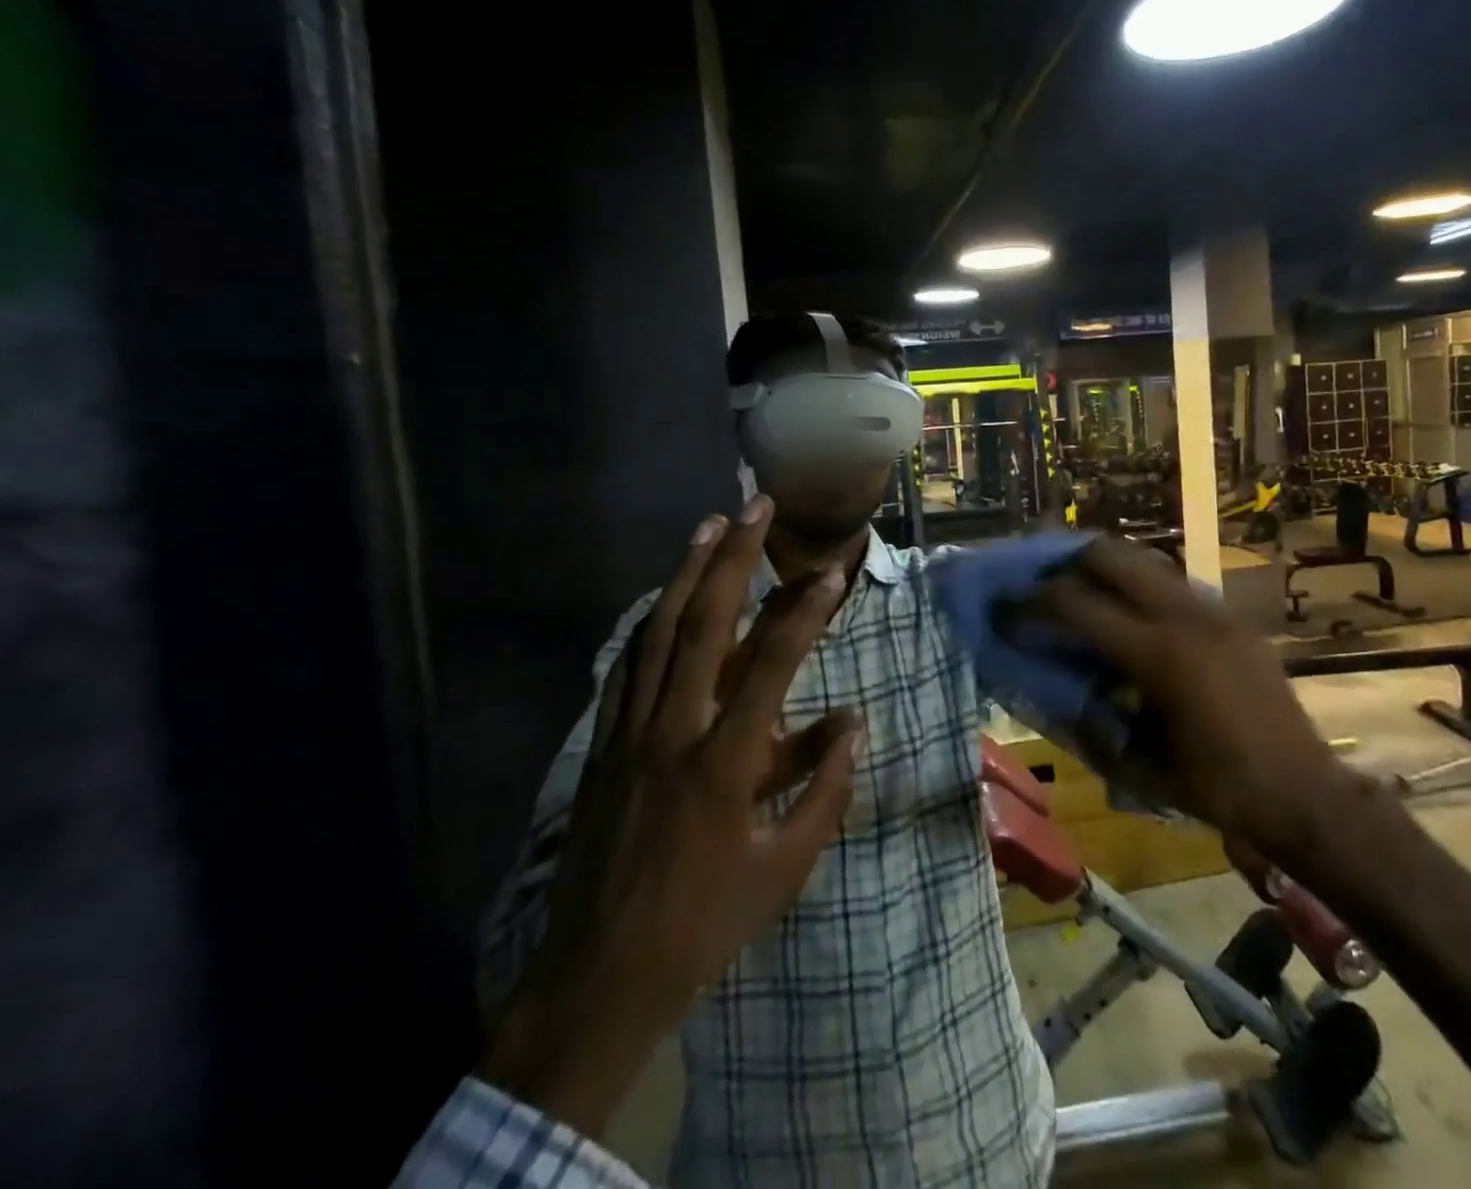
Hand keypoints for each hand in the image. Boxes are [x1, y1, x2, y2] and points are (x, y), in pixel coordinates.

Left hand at [482, 497, 862, 1136]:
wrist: (599, 979)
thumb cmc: (705, 925)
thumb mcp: (785, 869)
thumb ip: (825, 791)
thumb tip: (855, 724)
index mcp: (724, 764)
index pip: (772, 665)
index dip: (805, 611)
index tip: (831, 570)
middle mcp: (673, 731)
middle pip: (703, 624)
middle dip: (732, 558)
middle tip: (755, 506)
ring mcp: (630, 734)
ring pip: (656, 633)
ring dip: (684, 573)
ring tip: (708, 525)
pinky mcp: (603, 746)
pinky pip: (626, 667)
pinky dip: (649, 622)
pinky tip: (662, 599)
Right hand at [1025, 538, 1361, 865]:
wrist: (1306, 795)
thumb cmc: (1219, 790)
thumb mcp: (1140, 765)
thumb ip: (1090, 721)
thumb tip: (1056, 689)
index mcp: (1158, 654)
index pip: (1075, 605)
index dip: (1030, 603)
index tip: (1003, 608)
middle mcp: (1184, 616)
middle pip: (1109, 555)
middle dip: (1065, 564)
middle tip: (1041, 588)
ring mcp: (1213, 610)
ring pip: (1144, 560)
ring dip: (1104, 569)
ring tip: (1081, 594)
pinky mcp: (1232, 617)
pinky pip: (1172, 583)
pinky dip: (1139, 587)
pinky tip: (1131, 619)